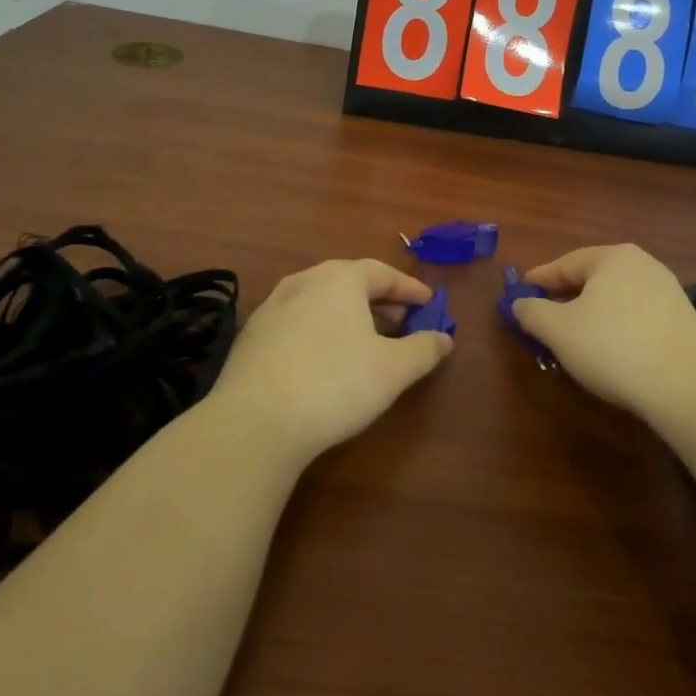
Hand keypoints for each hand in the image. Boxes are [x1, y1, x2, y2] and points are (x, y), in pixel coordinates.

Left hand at [210, 259, 452, 461]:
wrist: (255, 422)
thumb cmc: (335, 384)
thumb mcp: (393, 369)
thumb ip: (424, 349)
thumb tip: (444, 338)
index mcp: (339, 278)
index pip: (382, 272)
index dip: (409, 288)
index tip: (428, 302)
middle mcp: (303, 281)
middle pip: (349, 282)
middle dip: (379, 300)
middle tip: (401, 321)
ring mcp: (271, 308)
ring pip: (320, 301)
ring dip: (347, 315)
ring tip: (365, 340)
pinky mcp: (251, 337)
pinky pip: (297, 322)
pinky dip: (319, 330)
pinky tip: (324, 358)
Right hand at [513, 244, 695, 417]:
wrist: (686, 386)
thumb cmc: (613, 347)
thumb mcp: (558, 330)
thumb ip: (532, 312)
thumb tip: (519, 303)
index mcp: (612, 257)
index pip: (564, 264)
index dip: (538, 280)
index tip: (519, 294)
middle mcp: (642, 264)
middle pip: (591, 279)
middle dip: (565, 299)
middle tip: (543, 319)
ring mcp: (667, 290)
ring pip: (614, 299)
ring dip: (591, 315)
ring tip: (574, 339)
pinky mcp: (682, 319)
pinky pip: (636, 316)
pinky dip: (616, 327)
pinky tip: (609, 351)